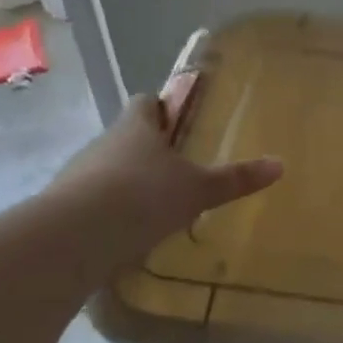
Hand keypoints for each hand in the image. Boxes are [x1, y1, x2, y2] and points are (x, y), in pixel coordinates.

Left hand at [48, 78, 281, 275]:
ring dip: (126, 182)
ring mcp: (78, 175)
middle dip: (148, 150)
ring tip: (154, 206)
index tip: (178, 119)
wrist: (73, 238)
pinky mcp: (62, 209)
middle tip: (176, 169)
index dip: (162, 107)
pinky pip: (92, 202)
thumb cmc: (143, 197)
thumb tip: (280, 164)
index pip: (146, 103)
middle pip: (127, 137)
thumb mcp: (198, 190)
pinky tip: (127, 233)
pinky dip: (109, 212)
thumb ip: (235, 179)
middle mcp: (104, 143)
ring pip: (108, 170)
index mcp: (137, 127)